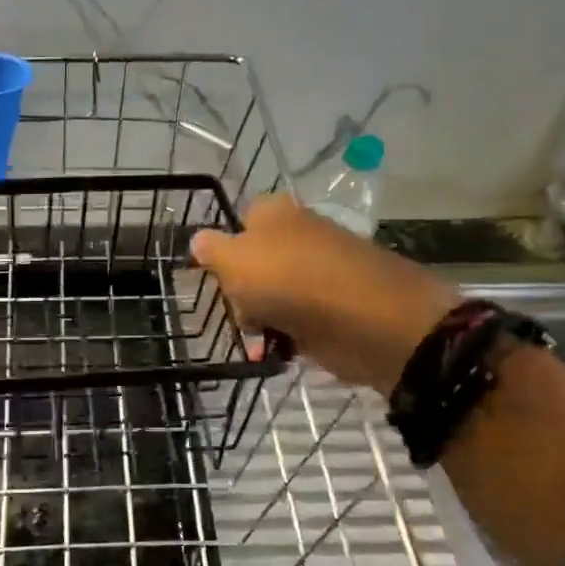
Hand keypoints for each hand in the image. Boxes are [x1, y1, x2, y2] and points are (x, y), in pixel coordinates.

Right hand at [191, 195, 458, 391]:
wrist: (366, 319)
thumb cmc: (289, 280)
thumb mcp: (234, 260)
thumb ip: (211, 249)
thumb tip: (198, 240)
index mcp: (275, 213)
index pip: (239, 221)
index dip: (223, 249)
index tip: (214, 276)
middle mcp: (298, 236)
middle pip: (252, 264)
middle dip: (239, 292)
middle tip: (237, 309)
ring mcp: (319, 273)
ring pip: (271, 295)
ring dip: (259, 319)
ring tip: (258, 337)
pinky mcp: (334, 307)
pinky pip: (296, 321)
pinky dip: (285, 337)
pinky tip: (277, 351)